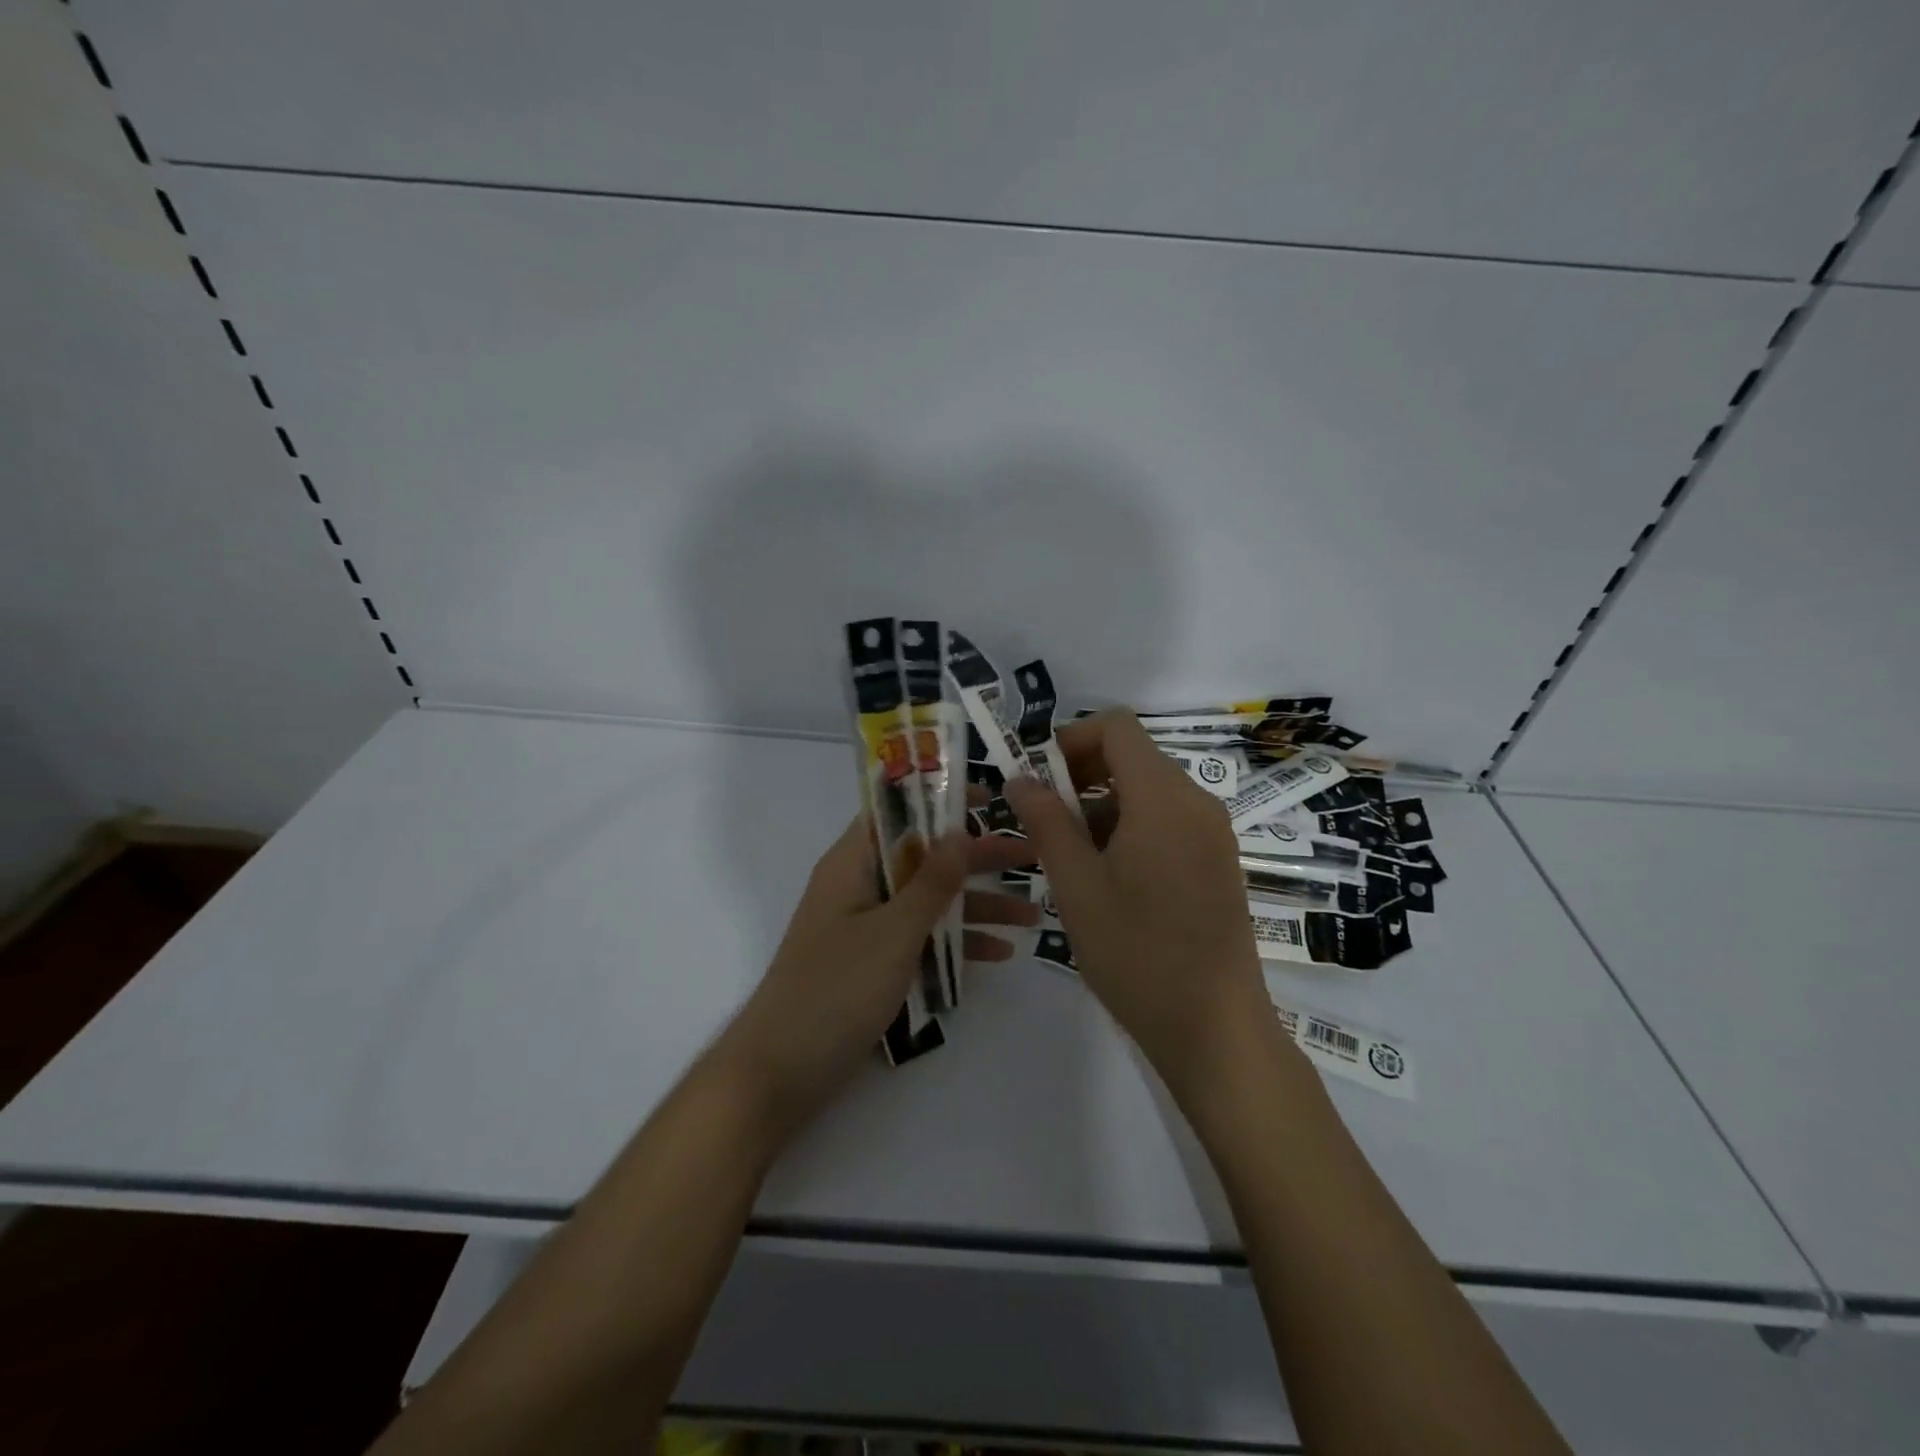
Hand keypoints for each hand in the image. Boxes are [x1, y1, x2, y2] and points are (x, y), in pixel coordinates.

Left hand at [725, 812, 1038, 1134]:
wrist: (780, 1074)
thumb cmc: (835, 990)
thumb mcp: (893, 932)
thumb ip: (930, 883)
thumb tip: (958, 831)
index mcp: (852, 864)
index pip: (897, 811)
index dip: (940, 799)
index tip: (990, 798)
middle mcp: (859, 887)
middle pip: (923, 858)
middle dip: (975, 859)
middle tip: (1030, 857)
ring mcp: (866, 928)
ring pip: (928, 902)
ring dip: (976, 906)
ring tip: (1033, 915)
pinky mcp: (873, 965)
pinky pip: (921, 941)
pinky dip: (956, 944)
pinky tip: (999, 954)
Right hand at [1003, 711, 1273, 1097]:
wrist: (1216, 1028)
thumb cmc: (1137, 953)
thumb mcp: (1077, 886)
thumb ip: (1047, 822)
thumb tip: (1019, 778)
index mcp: (1163, 797)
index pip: (1116, 727)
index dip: (1069, 739)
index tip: (1036, 779)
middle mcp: (1196, 802)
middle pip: (1132, 756)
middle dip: (1079, 775)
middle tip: (1041, 819)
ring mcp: (1212, 833)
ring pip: (1147, 791)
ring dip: (1101, 805)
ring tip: (1066, 855)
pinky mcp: (1216, 862)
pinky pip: (1167, 821)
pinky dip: (1129, 828)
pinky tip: (1105, 876)